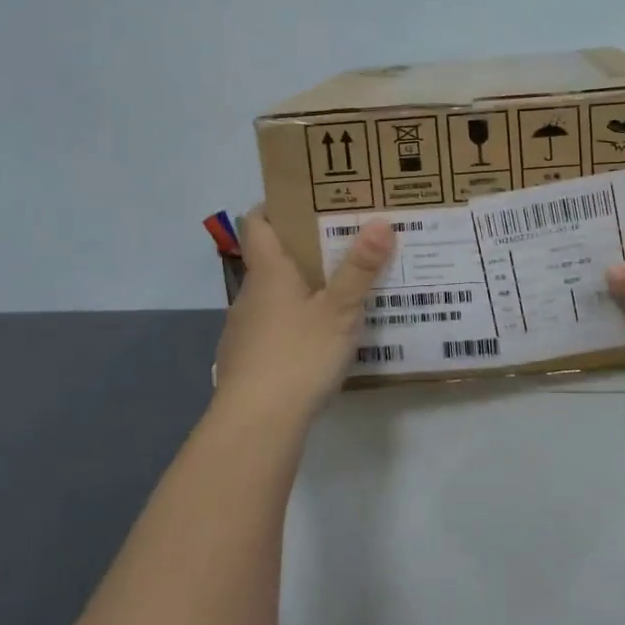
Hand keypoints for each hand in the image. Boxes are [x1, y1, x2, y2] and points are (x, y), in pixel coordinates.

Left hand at [213, 211, 396, 420]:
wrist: (256, 424)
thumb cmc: (297, 355)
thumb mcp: (340, 310)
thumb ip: (360, 268)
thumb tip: (380, 221)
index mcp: (268, 272)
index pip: (256, 222)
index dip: (275, 206)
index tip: (305, 200)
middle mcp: (250, 294)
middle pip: (270, 259)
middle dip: (303, 249)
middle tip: (343, 244)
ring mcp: (244, 330)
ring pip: (273, 296)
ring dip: (300, 289)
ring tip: (340, 292)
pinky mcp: (246, 361)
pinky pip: (272, 328)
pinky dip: (293, 323)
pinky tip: (319, 340)